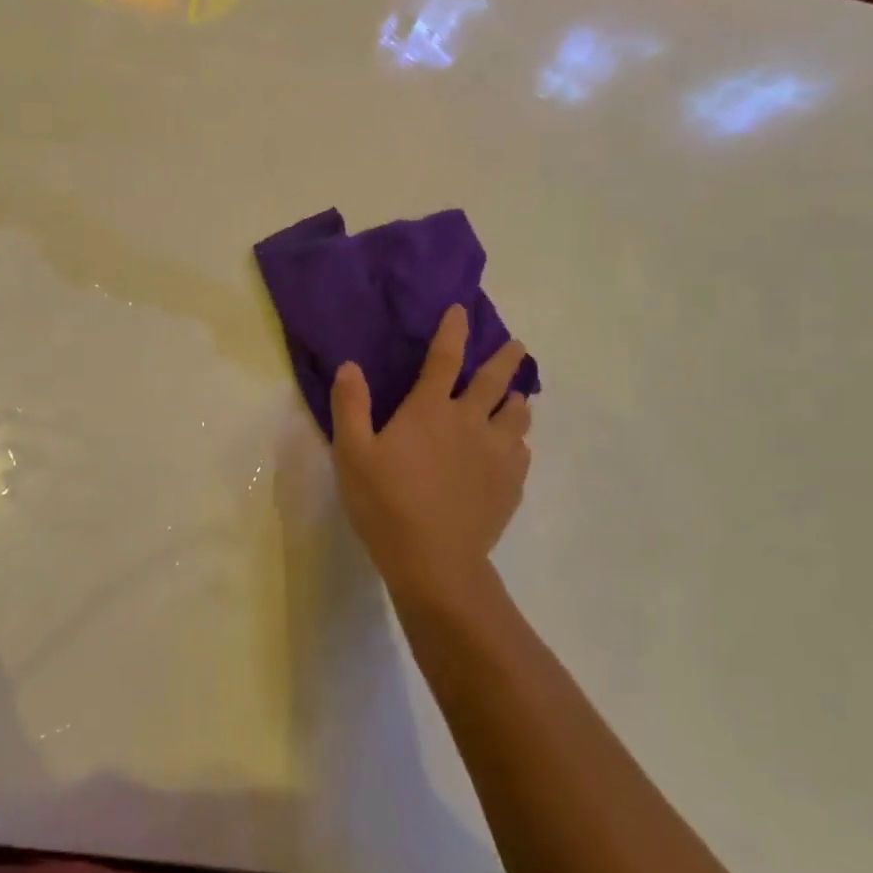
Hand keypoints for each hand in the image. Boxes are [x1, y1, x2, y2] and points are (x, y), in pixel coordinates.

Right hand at [329, 304, 531, 603]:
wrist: (435, 561)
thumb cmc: (386, 503)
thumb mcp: (352, 453)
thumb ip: (350, 406)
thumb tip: (350, 366)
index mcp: (430, 410)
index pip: (444, 357)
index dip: (453, 330)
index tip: (462, 310)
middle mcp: (470, 421)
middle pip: (495, 379)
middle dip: (507, 357)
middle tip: (517, 345)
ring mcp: (496, 453)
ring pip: (517, 415)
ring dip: (516, 400)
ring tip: (516, 398)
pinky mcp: (510, 483)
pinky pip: (522, 451)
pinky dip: (517, 441)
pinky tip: (512, 449)